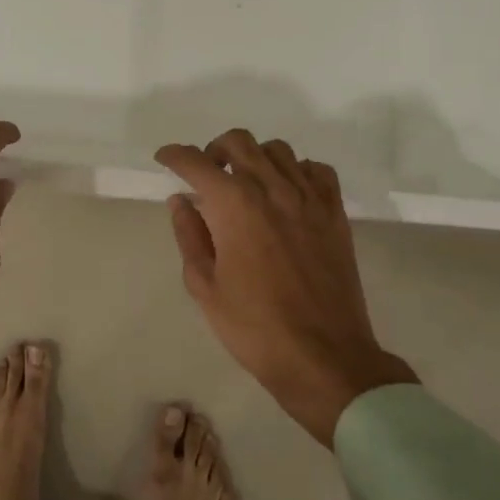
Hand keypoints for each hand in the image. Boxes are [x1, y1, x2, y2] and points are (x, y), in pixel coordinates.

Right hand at [156, 130, 417, 445]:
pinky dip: (297, 171)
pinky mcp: (335, 213)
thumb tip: (181, 201)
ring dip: (255, 157)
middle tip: (206, 174)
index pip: (196, 162)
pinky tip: (287, 193)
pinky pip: (317, 170)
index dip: (175, 155)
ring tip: (247, 183)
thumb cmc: (255, 327)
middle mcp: (271, 188)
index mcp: (233, 204)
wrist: (324, 357)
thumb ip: (189, 236)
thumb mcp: (205, 287)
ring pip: (278, 150)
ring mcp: (308, 198)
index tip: (165, 158)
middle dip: (214, 150)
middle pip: (238, 142)